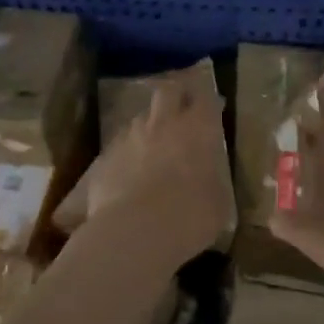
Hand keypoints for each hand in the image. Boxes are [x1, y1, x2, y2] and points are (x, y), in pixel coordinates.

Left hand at [75, 82, 233, 266]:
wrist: (135, 232)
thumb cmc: (190, 217)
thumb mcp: (217, 202)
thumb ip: (211, 180)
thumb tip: (205, 179)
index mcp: (197, 130)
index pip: (204, 98)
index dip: (207, 100)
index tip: (212, 107)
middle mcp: (162, 124)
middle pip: (167, 92)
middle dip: (175, 95)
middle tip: (181, 108)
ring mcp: (129, 137)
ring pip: (140, 118)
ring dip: (149, 126)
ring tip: (153, 146)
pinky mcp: (105, 157)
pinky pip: (119, 146)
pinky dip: (127, 154)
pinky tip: (130, 175)